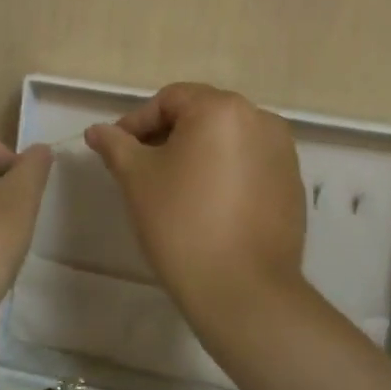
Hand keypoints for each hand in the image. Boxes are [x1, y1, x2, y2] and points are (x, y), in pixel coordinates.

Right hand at [85, 83, 307, 316]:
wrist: (242, 290)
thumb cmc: (181, 222)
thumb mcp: (136, 179)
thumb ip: (115, 145)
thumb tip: (97, 131)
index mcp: (222, 109)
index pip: (170, 100)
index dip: (137, 122)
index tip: (117, 151)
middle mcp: (260, 119)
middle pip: (202, 116)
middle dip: (168, 137)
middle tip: (141, 169)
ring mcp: (283, 153)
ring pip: (228, 141)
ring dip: (198, 155)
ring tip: (174, 188)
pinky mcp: (293, 185)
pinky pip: (250, 165)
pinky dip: (226, 174)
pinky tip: (208, 207)